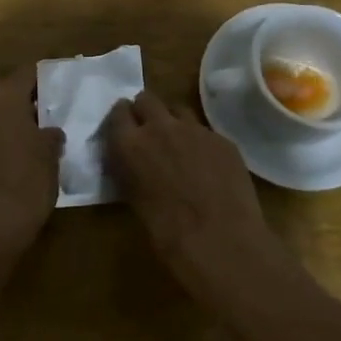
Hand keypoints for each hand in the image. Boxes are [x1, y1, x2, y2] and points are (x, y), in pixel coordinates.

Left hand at [0, 68, 64, 260]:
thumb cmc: (25, 184)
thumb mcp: (50, 155)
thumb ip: (50, 132)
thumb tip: (48, 129)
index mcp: (4, 94)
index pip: (28, 73)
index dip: (45, 80)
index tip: (58, 91)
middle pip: (2, 88)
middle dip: (20, 98)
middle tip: (42, 115)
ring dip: (1, 117)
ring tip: (24, 136)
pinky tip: (4, 153)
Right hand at [103, 91, 275, 278]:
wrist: (221, 241)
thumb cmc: (169, 234)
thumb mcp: (135, 200)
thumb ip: (131, 170)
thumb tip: (133, 161)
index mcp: (131, 144)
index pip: (118, 112)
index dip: (121, 118)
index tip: (124, 128)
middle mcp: (160, 127)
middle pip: (147, 99)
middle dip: (146, 111)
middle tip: (150, 132)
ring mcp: (195, 129)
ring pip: (178, 110)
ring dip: (174, 122)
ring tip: (180, 146)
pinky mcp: (222, 138)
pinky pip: (206, 131)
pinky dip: (201, 142)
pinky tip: (208, 166)